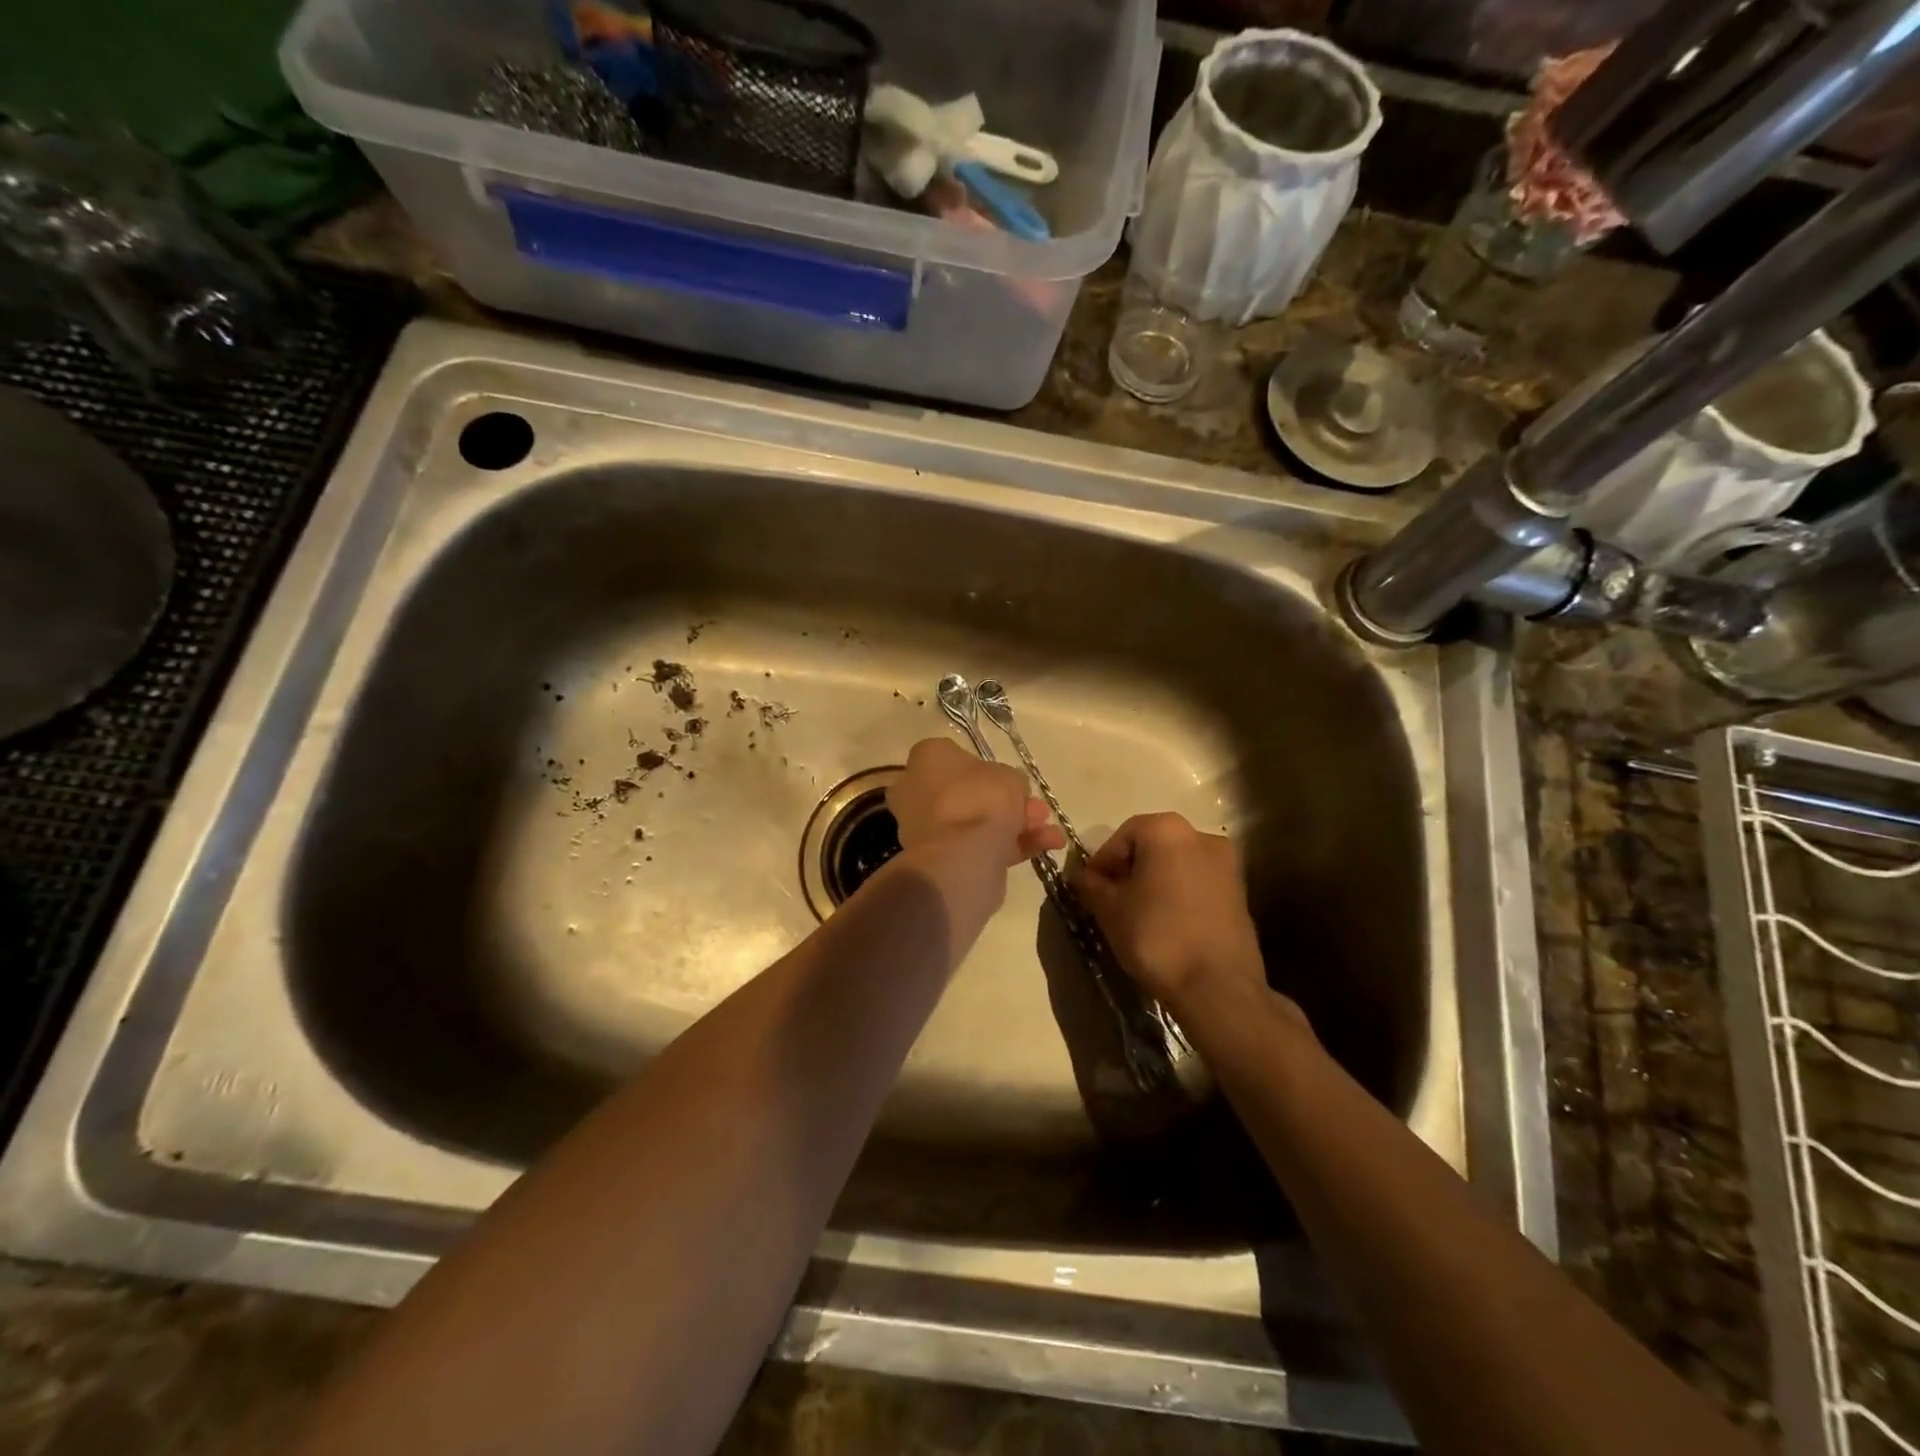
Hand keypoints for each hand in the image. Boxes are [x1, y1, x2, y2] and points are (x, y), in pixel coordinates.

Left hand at [888, 738, 1064, 868]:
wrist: (962, 854)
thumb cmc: (980, 798)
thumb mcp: (1009, 777)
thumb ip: (1011, 780)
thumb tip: (1010, 791)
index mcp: (926, 759)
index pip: (954, 756)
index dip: (987, 769)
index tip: (1011, 780)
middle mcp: (917, 790)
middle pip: (968, 793)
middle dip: (1007, 803)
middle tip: (1038, 811)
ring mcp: (925, 827)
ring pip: (974, 822)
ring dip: (1015, 825)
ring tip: (1051, 834)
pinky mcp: (937, 857)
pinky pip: (976, 845)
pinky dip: (1009, 846)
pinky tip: (1045, 847)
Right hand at [1074, 813, 1268, 1017]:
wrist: (1218, 987)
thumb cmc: (1156, 937)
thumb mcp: (1110, 910)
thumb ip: (1092, 886)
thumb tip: (1082, 877)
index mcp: (1167, 830)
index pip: (1121, 837)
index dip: (1102, 863)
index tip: (1090, 889)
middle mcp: (1201, 836)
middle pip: (1152, 846)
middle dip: (1128, 870)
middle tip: (1110, 900)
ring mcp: (1226, 864)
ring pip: (1176, 865)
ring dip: (1153, 882)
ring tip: (1137, 914)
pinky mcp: (1240, 892)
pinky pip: (1197, 883)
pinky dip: (1178, 894)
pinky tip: (1166, 923)